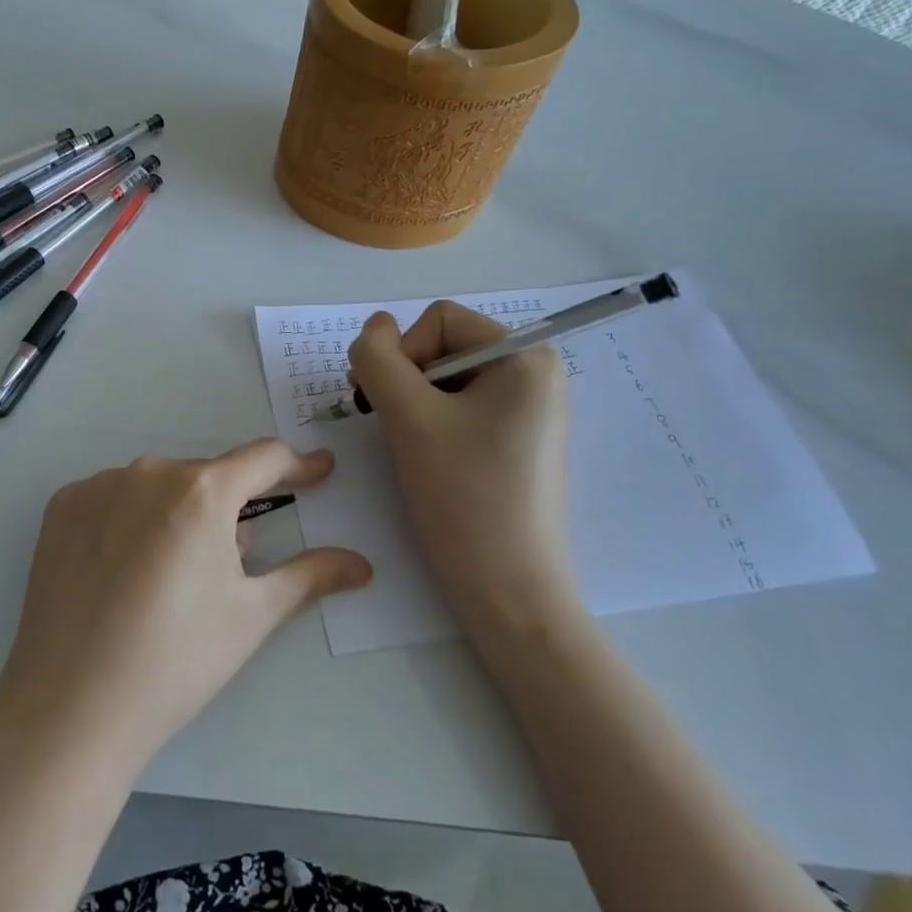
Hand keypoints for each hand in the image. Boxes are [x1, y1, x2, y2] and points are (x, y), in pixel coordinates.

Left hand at [0, 440, 371, 776]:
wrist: (70, 707)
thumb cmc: (176, 661)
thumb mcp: (252, 617)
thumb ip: (310, 576)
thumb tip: (361, 564)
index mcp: (202, 491)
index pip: (263, 459)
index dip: (298, 467)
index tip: (319, 470)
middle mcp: (148, 471)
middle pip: (207, 478)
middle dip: (229, 510)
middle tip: (230, 565)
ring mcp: (98, 485)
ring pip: (158, 487)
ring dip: (177, 514)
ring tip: (170, 578)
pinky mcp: (61, 506)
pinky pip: (112, 498)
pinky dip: (129, 520)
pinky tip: (122, 570)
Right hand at [347, 302, 580, 649]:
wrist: (508, 591)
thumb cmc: (464, 496)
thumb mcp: (409, 417)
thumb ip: (378, 358)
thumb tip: (375, 327)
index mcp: (526, 356)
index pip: (439, 320)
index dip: (403, 354)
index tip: (392, 406)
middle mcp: (536, 373)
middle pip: (444, 346)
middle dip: (407, 381)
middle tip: (393, 427)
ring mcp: (530, 410)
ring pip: (446, 380)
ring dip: (414, 405)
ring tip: (412, 448)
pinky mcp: (518, 441)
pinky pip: (462, 408)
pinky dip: (432, 424)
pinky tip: (431, 460)